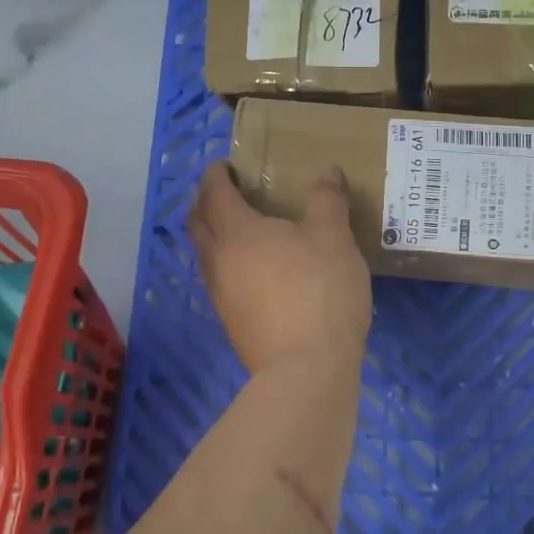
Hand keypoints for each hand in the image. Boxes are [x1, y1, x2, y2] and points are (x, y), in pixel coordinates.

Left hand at [190, 163, 371, 375]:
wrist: (306, 369)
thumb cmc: (320, 292)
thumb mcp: (334, 238)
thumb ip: (327, 201)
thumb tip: (327, 172)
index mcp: (238, 232)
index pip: (216, 193)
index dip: (216, 175)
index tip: (223, 165)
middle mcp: (219, 260)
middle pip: (198, 223)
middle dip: (205, 202)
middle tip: (223, 192)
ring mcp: (221, 295)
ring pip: (206, 255)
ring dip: (213, 234)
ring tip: (238, 229)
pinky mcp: (232, 323)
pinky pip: (219, 280)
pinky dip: (226, 263)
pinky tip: (252, 271)